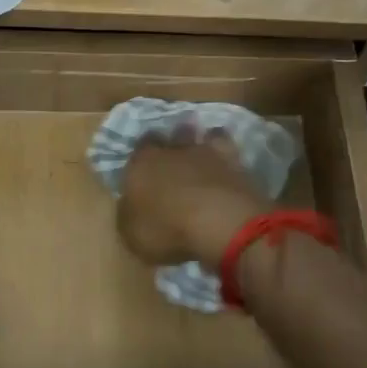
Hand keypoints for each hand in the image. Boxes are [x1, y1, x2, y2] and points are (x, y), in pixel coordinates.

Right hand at [117, 132, 264, 265]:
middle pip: (171, 136)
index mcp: (142, 163)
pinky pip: (229, 148)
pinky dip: (227, 154)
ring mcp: (208, 152)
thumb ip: (129, 213)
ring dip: (201, 140)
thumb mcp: (131, 232)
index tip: (144, 166)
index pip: (139, 148)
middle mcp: (173, 149)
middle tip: (174, 154)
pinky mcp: (237, 162)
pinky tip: (227, 163)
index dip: (141, 156)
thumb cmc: (166, 228)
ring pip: (202, 135)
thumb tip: (131, 205)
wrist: (219, 221)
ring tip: (203, 151)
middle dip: (172, 143)